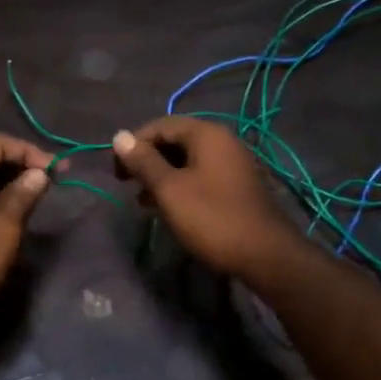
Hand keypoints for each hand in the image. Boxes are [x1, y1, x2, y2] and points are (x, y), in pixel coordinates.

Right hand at [112, 117, 304, 280]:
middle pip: (175, 140)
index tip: (116, 171)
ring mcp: (233, 163)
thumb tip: (119, 136)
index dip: (134, 144)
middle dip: (147, 160)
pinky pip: (201, 175)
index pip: (161, 125)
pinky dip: (180, 185)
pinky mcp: (237, 185)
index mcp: (206, 134)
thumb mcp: (170, 190)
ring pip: (187, 160)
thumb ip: (144, 162)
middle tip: (126, 184)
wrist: (265, 254)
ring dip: (161, 175)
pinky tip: (168, 207)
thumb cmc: (212, 218)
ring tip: (142, 200)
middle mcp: (222, 141)